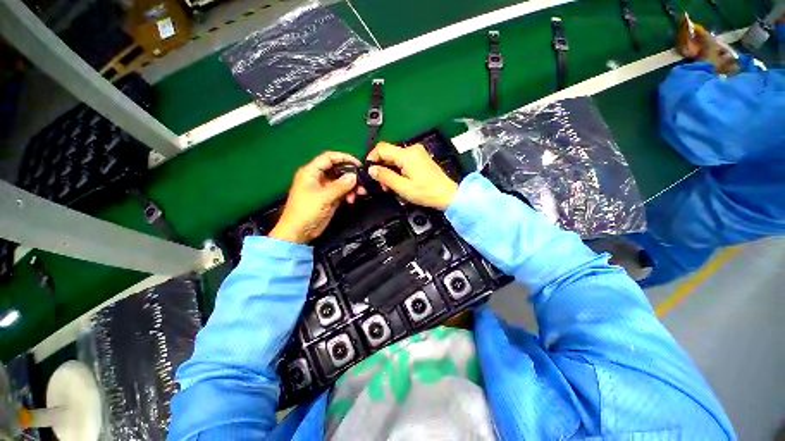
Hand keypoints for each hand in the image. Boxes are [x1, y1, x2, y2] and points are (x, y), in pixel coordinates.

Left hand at [269, 151, 364, 243]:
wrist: (299, 231)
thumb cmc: (306, 211)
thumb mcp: (323, 197)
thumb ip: (340, 186)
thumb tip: (354, 176)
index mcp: (311, 172)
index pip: (329, 158)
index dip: (344, 158)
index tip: (358, 164)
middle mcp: (318, 178)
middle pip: (338, 170)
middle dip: (351, 175)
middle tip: (362, 181)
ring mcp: (325, 189)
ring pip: (342, 182)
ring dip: (352, 186)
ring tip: (360, 193)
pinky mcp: (330, 198)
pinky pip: (342, 192)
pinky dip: (349, 194)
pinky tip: (352, 200)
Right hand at [367, 142, 457, 210]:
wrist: (446, 194)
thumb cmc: (426, 192)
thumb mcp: (402, 187)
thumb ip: (385, 176)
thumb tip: (371, 169)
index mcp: (407, 155)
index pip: (381, 148)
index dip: (372, 158)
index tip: (369, 171)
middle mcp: (412, 149)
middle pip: (388, 153)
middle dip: (381, 167)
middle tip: (381, 184)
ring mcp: (417, 153)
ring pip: (395, 157)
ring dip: (389, 170)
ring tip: (389, 185)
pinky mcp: (420, 158)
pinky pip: (403, 160)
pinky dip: (397, 169)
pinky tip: (398, 181)